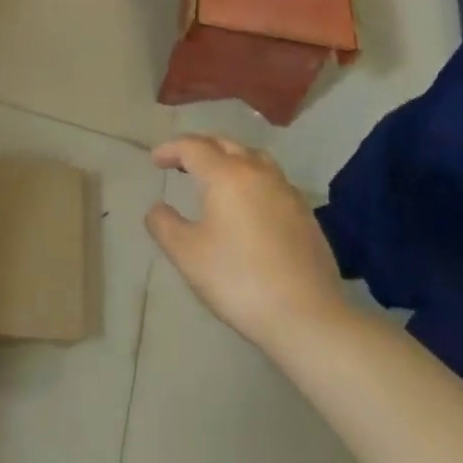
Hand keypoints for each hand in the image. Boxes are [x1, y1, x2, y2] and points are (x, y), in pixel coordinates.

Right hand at [146, 135, 351, 353]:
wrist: (307, 317)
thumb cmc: (239, 280)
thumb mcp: (187, 255)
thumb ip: (164, 225)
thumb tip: (157, 208)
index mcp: (226, 175)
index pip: (193, 147)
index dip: (171, 149)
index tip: (156, 160)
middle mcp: (258, 172)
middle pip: (225, 144)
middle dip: (200, 148)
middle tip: (182, 162)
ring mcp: (286, 192)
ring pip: (254, 158)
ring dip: (230, 158)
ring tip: (217, 176)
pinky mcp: (306, 214)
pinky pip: (273, 181)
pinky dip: (253, 179)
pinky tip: (250, 204)